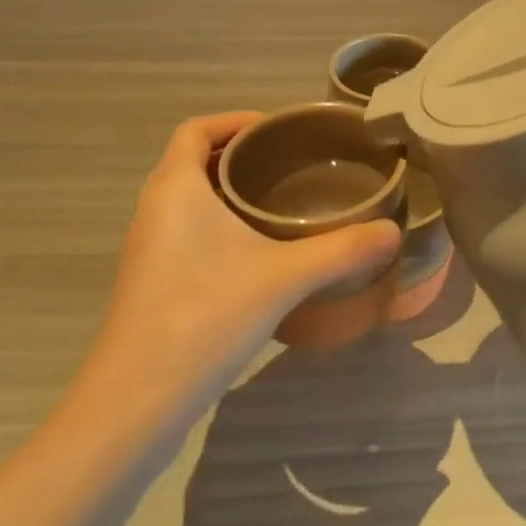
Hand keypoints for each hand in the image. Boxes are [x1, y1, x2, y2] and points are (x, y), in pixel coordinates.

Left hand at [71, 113, 400, 425]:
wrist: (132, 405)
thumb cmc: (203, 316)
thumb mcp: (283, 278)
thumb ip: (341, 251)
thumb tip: (393, 232)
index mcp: (175, 188)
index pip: (197, 129)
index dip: (234, 120)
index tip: (276, 130)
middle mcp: (154, 209)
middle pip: (193, 161)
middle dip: (239, 155)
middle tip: (289, 164)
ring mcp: (148, 249)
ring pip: (188, 200)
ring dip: (227, 192)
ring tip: (279, 203)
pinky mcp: (150, 284)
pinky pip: (185, 232)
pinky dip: (217, 225)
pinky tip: (255, 255)